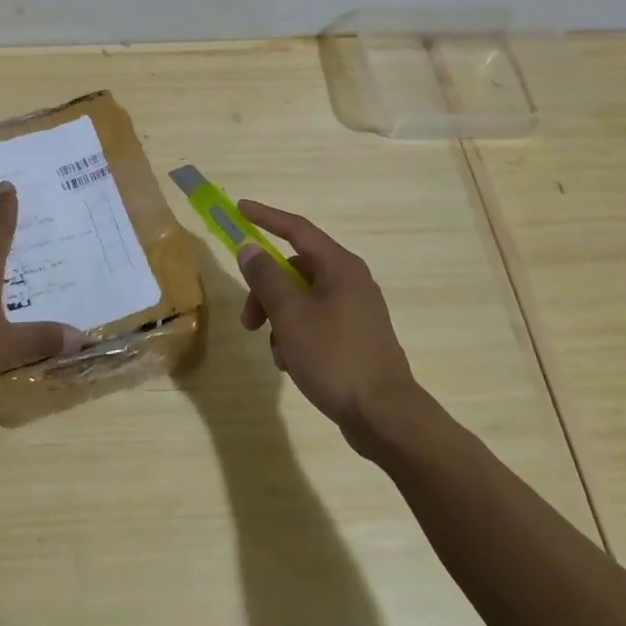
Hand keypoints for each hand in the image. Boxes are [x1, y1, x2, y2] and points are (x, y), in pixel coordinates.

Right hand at [235, 200, 420, 446]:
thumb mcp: (289, 314)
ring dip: (279, 318)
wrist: (386, 416)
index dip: (265, 217)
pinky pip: (316, 322)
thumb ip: (265, 277)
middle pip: (294, 269)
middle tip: (248, 320)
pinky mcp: (357, 338)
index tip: (239, 209)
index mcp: (339, 267)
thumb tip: (249, 248)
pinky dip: (296, 335)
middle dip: (265, 290)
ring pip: (302, 299)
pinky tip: (290, 363)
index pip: (296, 229)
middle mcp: (351, 281)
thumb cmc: (334, 356)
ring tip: (275, 352)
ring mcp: (356, 310)